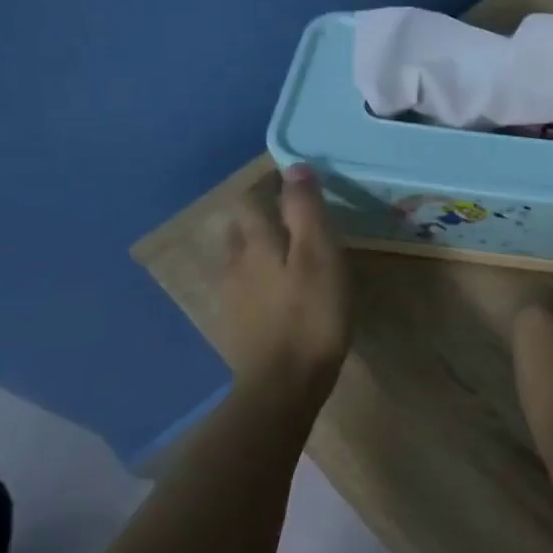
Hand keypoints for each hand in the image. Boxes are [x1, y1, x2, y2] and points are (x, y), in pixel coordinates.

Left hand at [218, 164, 351, 405]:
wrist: (282, 385)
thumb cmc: (311, 315)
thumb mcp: (319, 255)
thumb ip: (306, 210)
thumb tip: (295, 167)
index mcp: (257, 243)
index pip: (251, 199)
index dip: (269, 186)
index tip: (294, 182)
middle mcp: (236, 263)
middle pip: (240, 227)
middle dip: (260, 214)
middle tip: (293, 216)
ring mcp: (232, 297)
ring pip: (240, 258)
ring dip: (259, 246)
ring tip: (288, 251)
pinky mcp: (237, 325)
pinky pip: (244, 287)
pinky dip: (260, 277)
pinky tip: (280, 291)